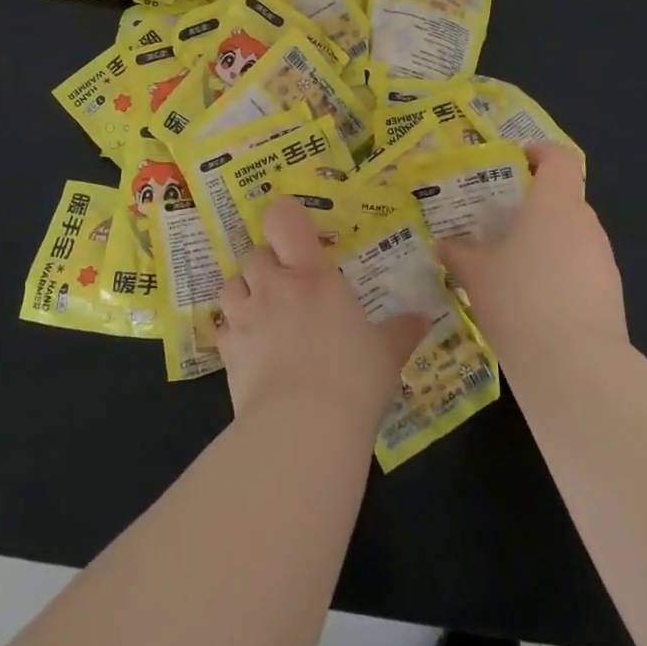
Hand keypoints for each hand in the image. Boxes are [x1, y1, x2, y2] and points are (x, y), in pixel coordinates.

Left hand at [217, 197, 431, 427]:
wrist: (303, 428)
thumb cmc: (353, 378)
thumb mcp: (386, 354)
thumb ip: (401, 332)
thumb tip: (423, 320)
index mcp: (313, 275)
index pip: (284, 219)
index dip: (285, 218)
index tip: (298, 233)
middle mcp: (274, 286)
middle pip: (256, 253)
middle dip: (269, 264)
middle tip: (290, 285)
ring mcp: (246, 316)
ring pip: (233, 284)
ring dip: (246, 291)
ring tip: (264, 311)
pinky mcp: (227, 351)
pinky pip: (224, 327)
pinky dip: (234, 331)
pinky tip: (251, 349)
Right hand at [438, 143, 628, 377]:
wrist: (576, 368)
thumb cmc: (520, 300)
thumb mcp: (475, 274)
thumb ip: (458, 253)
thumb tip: (445, 244)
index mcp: (555, 203)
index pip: (559, 157)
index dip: (538, 154)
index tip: (513, 166)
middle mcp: (586, 223)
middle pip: (563, 198)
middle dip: (532, 206)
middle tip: (498, 224)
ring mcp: (603, 260)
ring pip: (571, 236)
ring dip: (545, 243)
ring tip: (510, 268)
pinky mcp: (610, 295)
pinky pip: (579, 269)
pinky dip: (557, 274)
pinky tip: (531, 303)